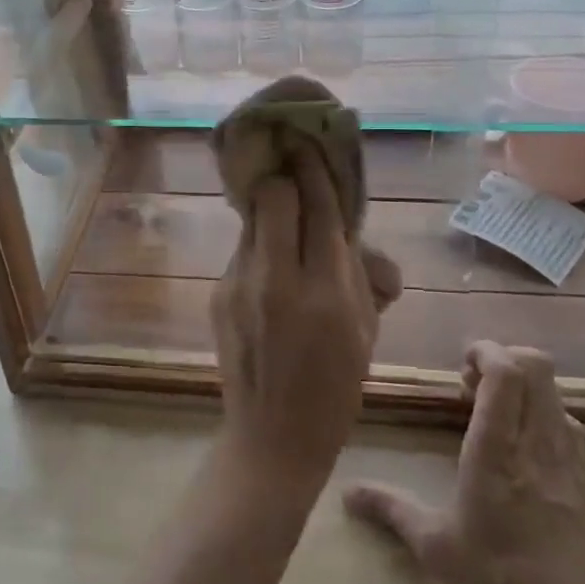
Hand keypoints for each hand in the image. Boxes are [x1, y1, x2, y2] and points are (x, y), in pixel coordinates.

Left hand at [210, 154, 401, 490]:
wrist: (272, 439)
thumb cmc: (334, 389)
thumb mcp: (366, 333)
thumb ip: (363, 275)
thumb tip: (353, 236)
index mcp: (326, 292)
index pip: (320, 208)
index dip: (315, 170)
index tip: (310, 144)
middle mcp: (278, 279)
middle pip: (272, 196)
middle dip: (285, 179)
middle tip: (297, 180)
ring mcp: (240, 285)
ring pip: (252, 219)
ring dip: (271, 212)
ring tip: (285, 227)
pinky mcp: (218, 293)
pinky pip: (243, 250)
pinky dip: (260, 247)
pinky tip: (270, 270)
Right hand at [345, 342, 584, 583]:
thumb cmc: (499, 577)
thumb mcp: (435, 546)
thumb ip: (392, 509)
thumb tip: (346, 493)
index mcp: (497, 447)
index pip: (507, 372)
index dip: (487, 352)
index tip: (462, 363)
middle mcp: (536, 439)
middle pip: (536, 366)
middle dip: (505, 358)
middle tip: (474, 383)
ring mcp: (567, 456)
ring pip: (555, 391)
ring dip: (525, 385)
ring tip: (495, 411)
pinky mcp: (584, 477)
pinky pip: (568, 421)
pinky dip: (544, 412)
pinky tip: (523, 442)